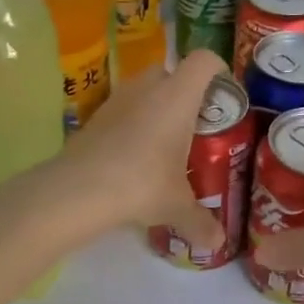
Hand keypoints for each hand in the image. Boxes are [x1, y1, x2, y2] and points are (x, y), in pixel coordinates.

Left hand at [58, 47, 226, 251]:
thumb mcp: (177, 206)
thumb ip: (200, 221)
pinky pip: (122, 109)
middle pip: (171, 70)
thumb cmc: (142, 184)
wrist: (79, 189)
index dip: (218, 70)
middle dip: (183, 90)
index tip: (225, 93)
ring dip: (155, 106)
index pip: (204, 61)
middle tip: (194, 122)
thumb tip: (218, 243)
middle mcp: (147, 88)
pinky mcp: (94, 116)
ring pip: (143, 89)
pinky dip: (131, 123)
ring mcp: (117, 99)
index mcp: (178, 97)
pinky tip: (134, 155)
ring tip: (163, 141)